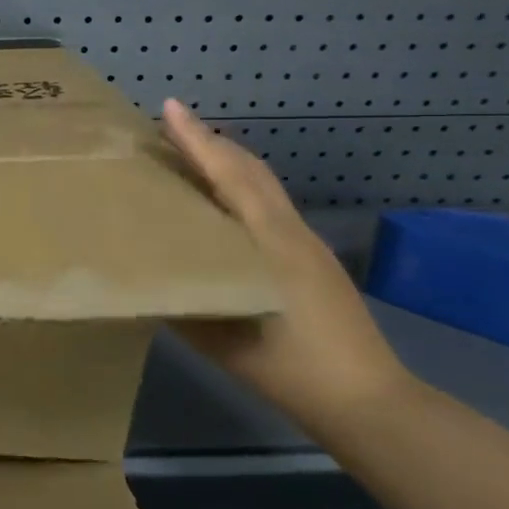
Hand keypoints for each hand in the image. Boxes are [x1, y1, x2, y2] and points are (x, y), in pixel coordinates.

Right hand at [160, 98, 407, 429]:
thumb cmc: (286, 367)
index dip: (198, 140)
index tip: (170, 107)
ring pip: (263, 185)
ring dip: (227, 162)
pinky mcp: (311, 259)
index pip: (229, 175)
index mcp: (269, 241)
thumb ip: (180, 298)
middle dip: (211, 142)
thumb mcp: (218, 336)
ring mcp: (306, 243)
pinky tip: (221, 206)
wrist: (365, 401)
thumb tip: (143, 270)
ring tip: (190, 157)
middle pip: (250, 169)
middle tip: (170, 129)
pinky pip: (268, 205)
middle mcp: (290, 231)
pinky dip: (240, 187)